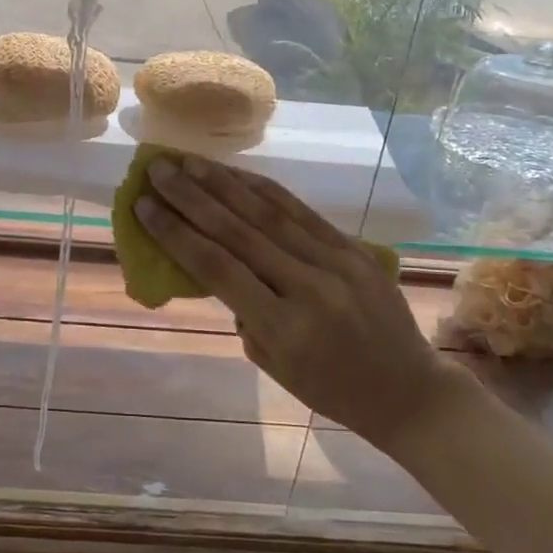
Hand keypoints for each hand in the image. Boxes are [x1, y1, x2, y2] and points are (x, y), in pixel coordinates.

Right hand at [134, 154, 454, 450]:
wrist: (409, 391)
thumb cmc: (331, 390)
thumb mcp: (274, 366)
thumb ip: (244, 314)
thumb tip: (219, 266)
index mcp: (283, 327)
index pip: (217, 268)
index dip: (176, 233)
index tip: (143, 206)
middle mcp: (308, 287)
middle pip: (237, 231)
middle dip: (190, 196)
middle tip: (156, 169)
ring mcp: (336, 262)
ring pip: (268, 213)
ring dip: (223, 183)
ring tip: (188, 161)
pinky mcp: (354, 249)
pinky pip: (301, 212)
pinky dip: (264, 190)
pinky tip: (237, 175)